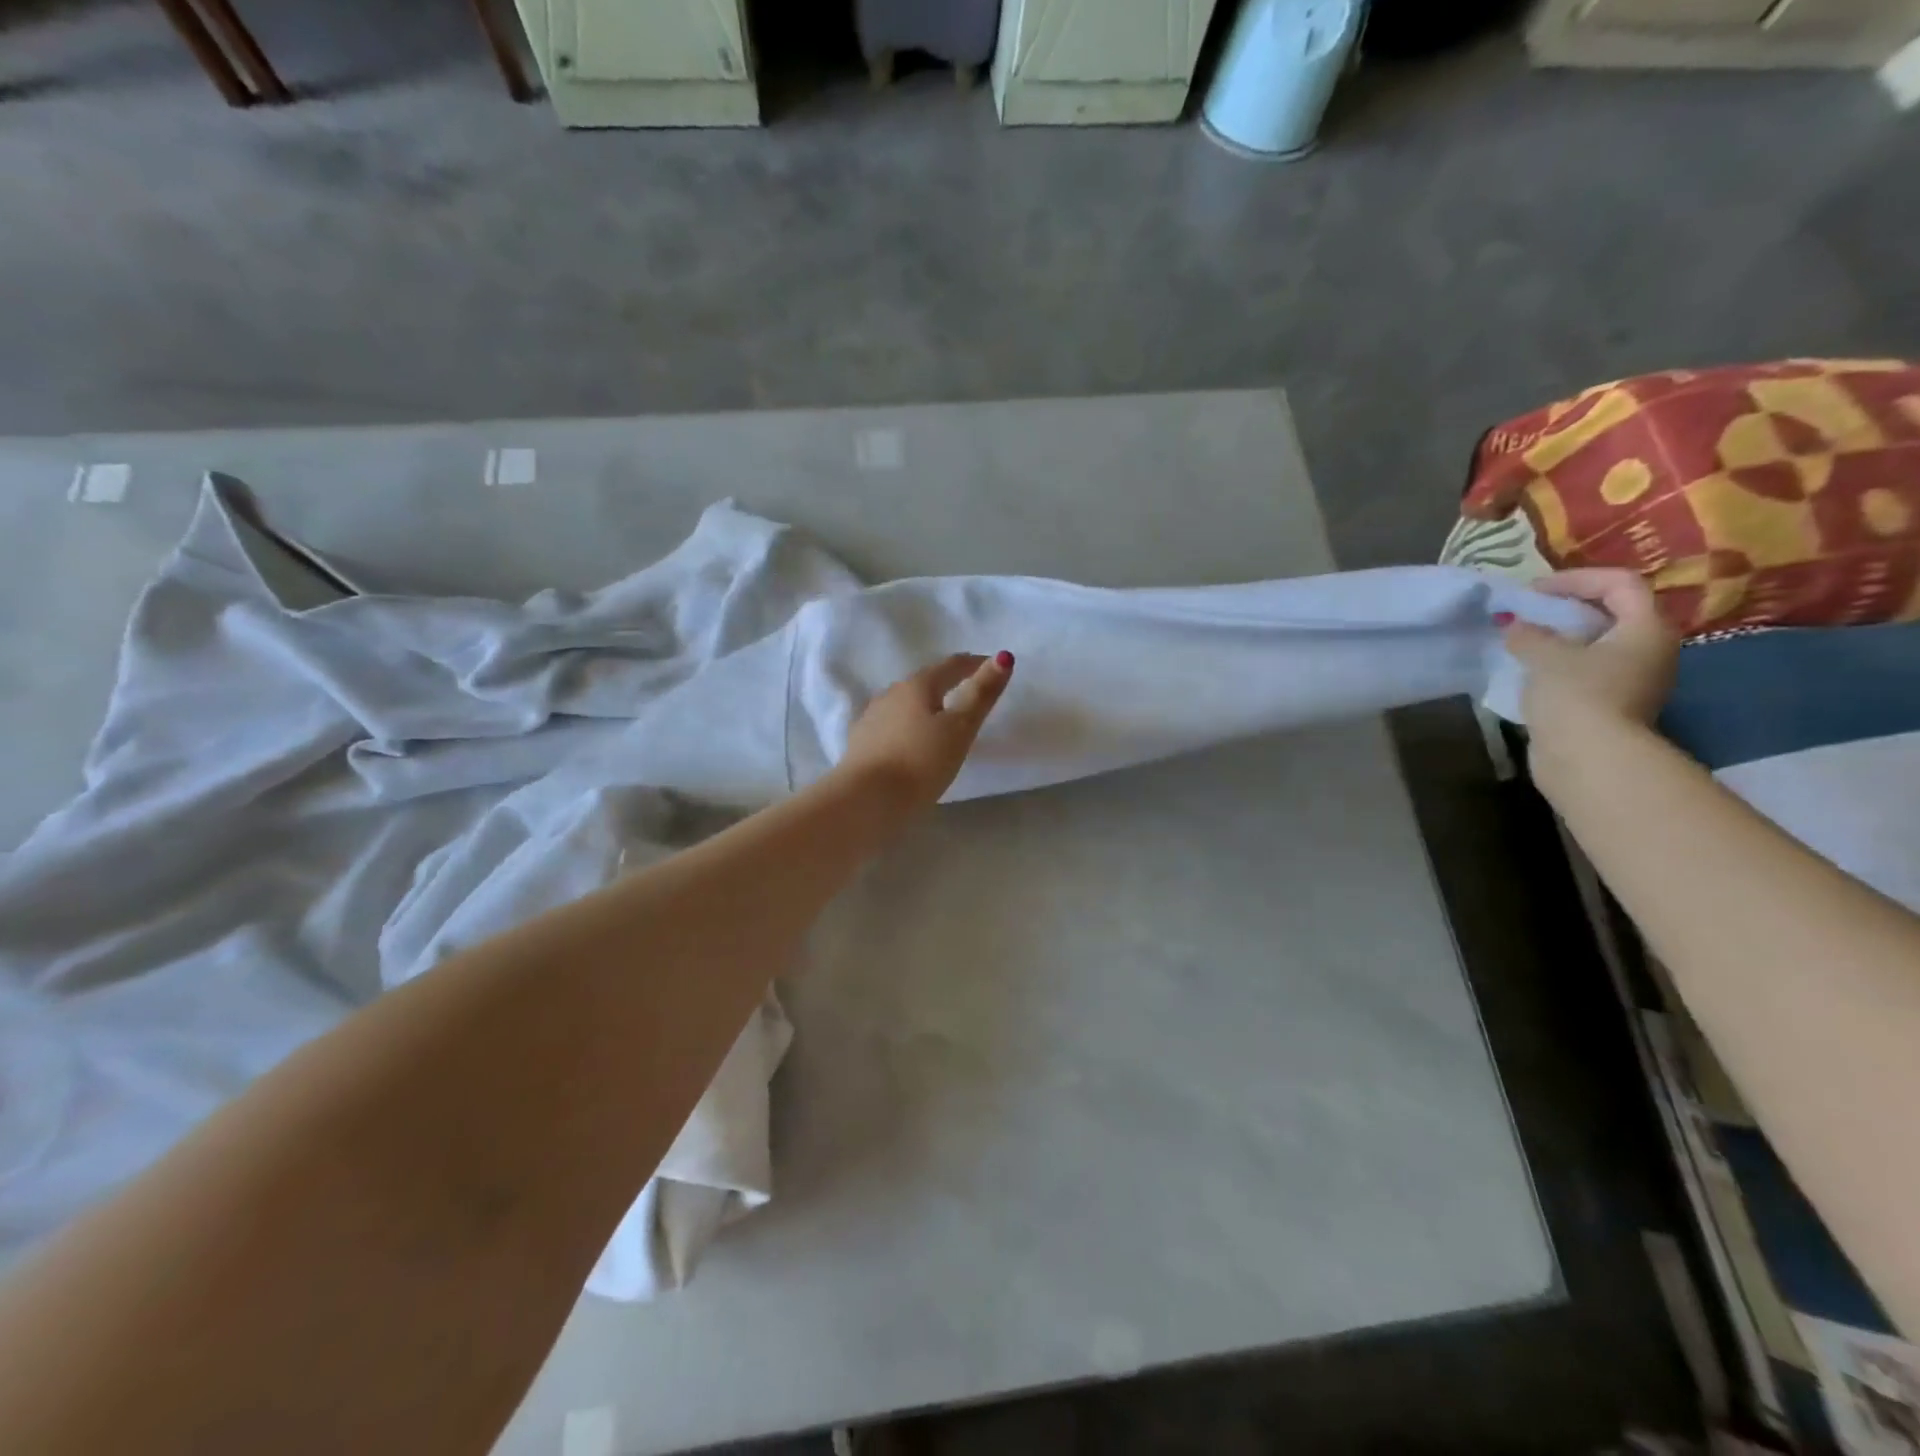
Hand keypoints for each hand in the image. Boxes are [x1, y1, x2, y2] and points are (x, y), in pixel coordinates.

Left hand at [835, 652, 1014, 811]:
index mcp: (917, 685)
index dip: (974, 663)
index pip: (951, 665)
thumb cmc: (920, 762)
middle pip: (925, 681)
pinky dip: (908, 726)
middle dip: (948, 683)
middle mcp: (891, 693)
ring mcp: (871, 718)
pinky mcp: (861, 743)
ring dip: (925, 705)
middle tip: (969, 692)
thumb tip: (1004, 656)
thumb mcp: (960, 729)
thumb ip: (981, 694)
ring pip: (905, 703)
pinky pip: (891, 725)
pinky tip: (911, 741)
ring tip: (942, 720)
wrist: (865, 800)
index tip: (992, 666)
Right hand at [1504, 568, 1679, 743]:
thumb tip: (1516, 626)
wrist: (1589, 757)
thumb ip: (1528, 634)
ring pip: (1598, 644)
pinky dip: (1561, 664)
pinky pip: (1588, 670)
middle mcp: (1651, 649)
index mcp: (1646, 628)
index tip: (1533, 592)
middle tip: (1527, 613)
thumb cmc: (1576, 695)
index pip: (1619, 583)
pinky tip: (1531, 671)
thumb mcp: (1545, 656)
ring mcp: (1635, 680)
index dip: (1575, 579)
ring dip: (1561, 638)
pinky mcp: (1613, 705)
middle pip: (1612, 612)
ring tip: (1523, 641)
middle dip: (1567, 608)